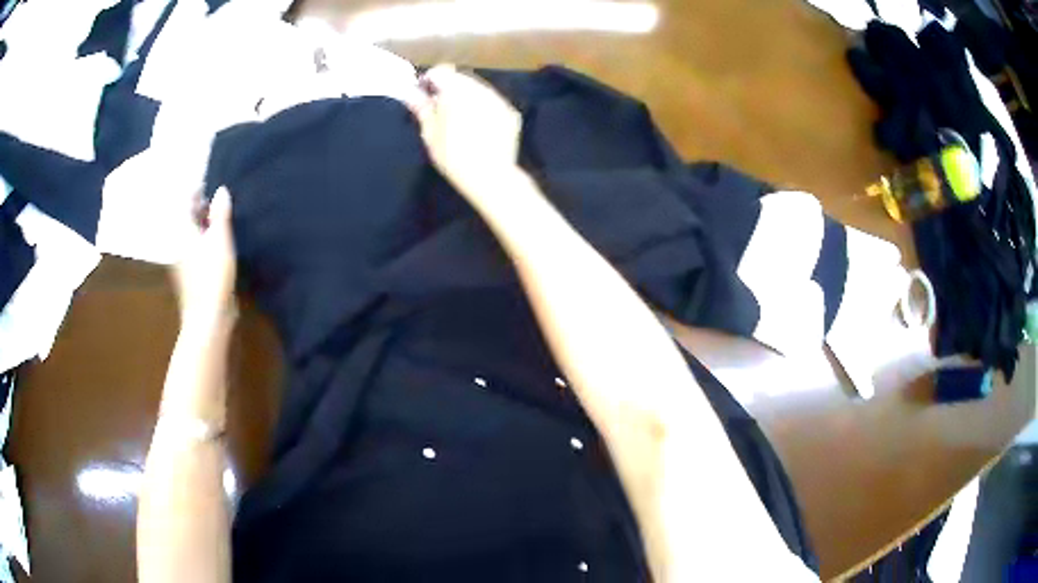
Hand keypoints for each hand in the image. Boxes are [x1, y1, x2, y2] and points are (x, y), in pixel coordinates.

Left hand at [171, 187, 236, 328]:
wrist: (208, 318)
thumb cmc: (212, 275)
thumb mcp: (220, 239)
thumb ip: (220, 214)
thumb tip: (221, 190)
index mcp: (182, 232)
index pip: (186, 203)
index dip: (196, 191)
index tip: (208, 181)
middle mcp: (178, 244)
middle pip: (188, 220)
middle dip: (200, 208)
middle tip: (217, 198)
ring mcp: (183, 263)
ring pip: (192, 236)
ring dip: (204, 226)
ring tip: (220, 218)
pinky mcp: (191, 278)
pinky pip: (197, 251)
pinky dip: (205, 243)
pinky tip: (218, 245)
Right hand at [413, 65, 522, 196]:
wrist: (490, 176)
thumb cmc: (453, 156)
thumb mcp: (430, 134)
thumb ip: (422, 108)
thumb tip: (411, 94)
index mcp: (456, 90)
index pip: (442, 71)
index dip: (431, 79)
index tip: (424, 93)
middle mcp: (479, 89)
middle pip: (462, 78)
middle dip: (450, 87)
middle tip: (441, 108)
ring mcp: (498, 99)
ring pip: (479, 89)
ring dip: (468, 96)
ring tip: (460, 118)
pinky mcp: (511, 113)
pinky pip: (493, 102)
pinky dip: (484, 108)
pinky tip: (479, 127)